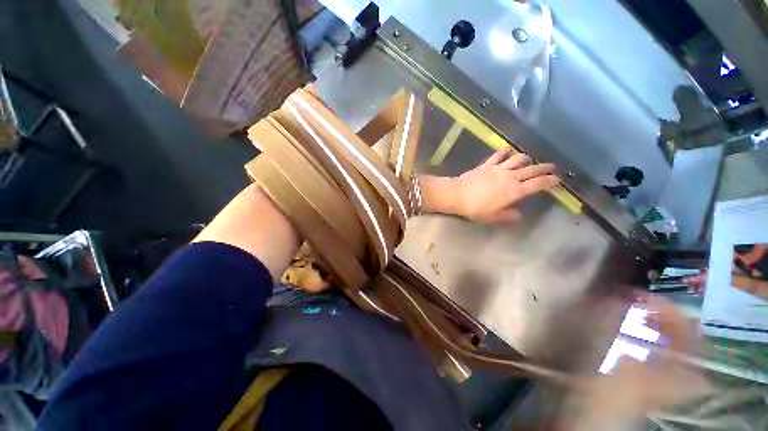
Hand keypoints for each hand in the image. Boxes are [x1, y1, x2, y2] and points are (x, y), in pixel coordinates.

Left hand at [454, 148, 558, 222]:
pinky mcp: (487, 164)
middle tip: (553, 167)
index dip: (551, 181)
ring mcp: (499, 168)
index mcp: (515, 191)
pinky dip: (506, 151)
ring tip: (530, 160)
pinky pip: (499, 154)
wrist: (457, 195)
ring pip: (518, 159)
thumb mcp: (493, 217)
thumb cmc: (475, 208)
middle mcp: (510, 177)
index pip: (538, 184)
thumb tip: (519, 214)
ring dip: (527, 158)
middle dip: (545, 167)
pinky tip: (508, 151)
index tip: (558, 179)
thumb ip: (507, 215)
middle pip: (533, 169)